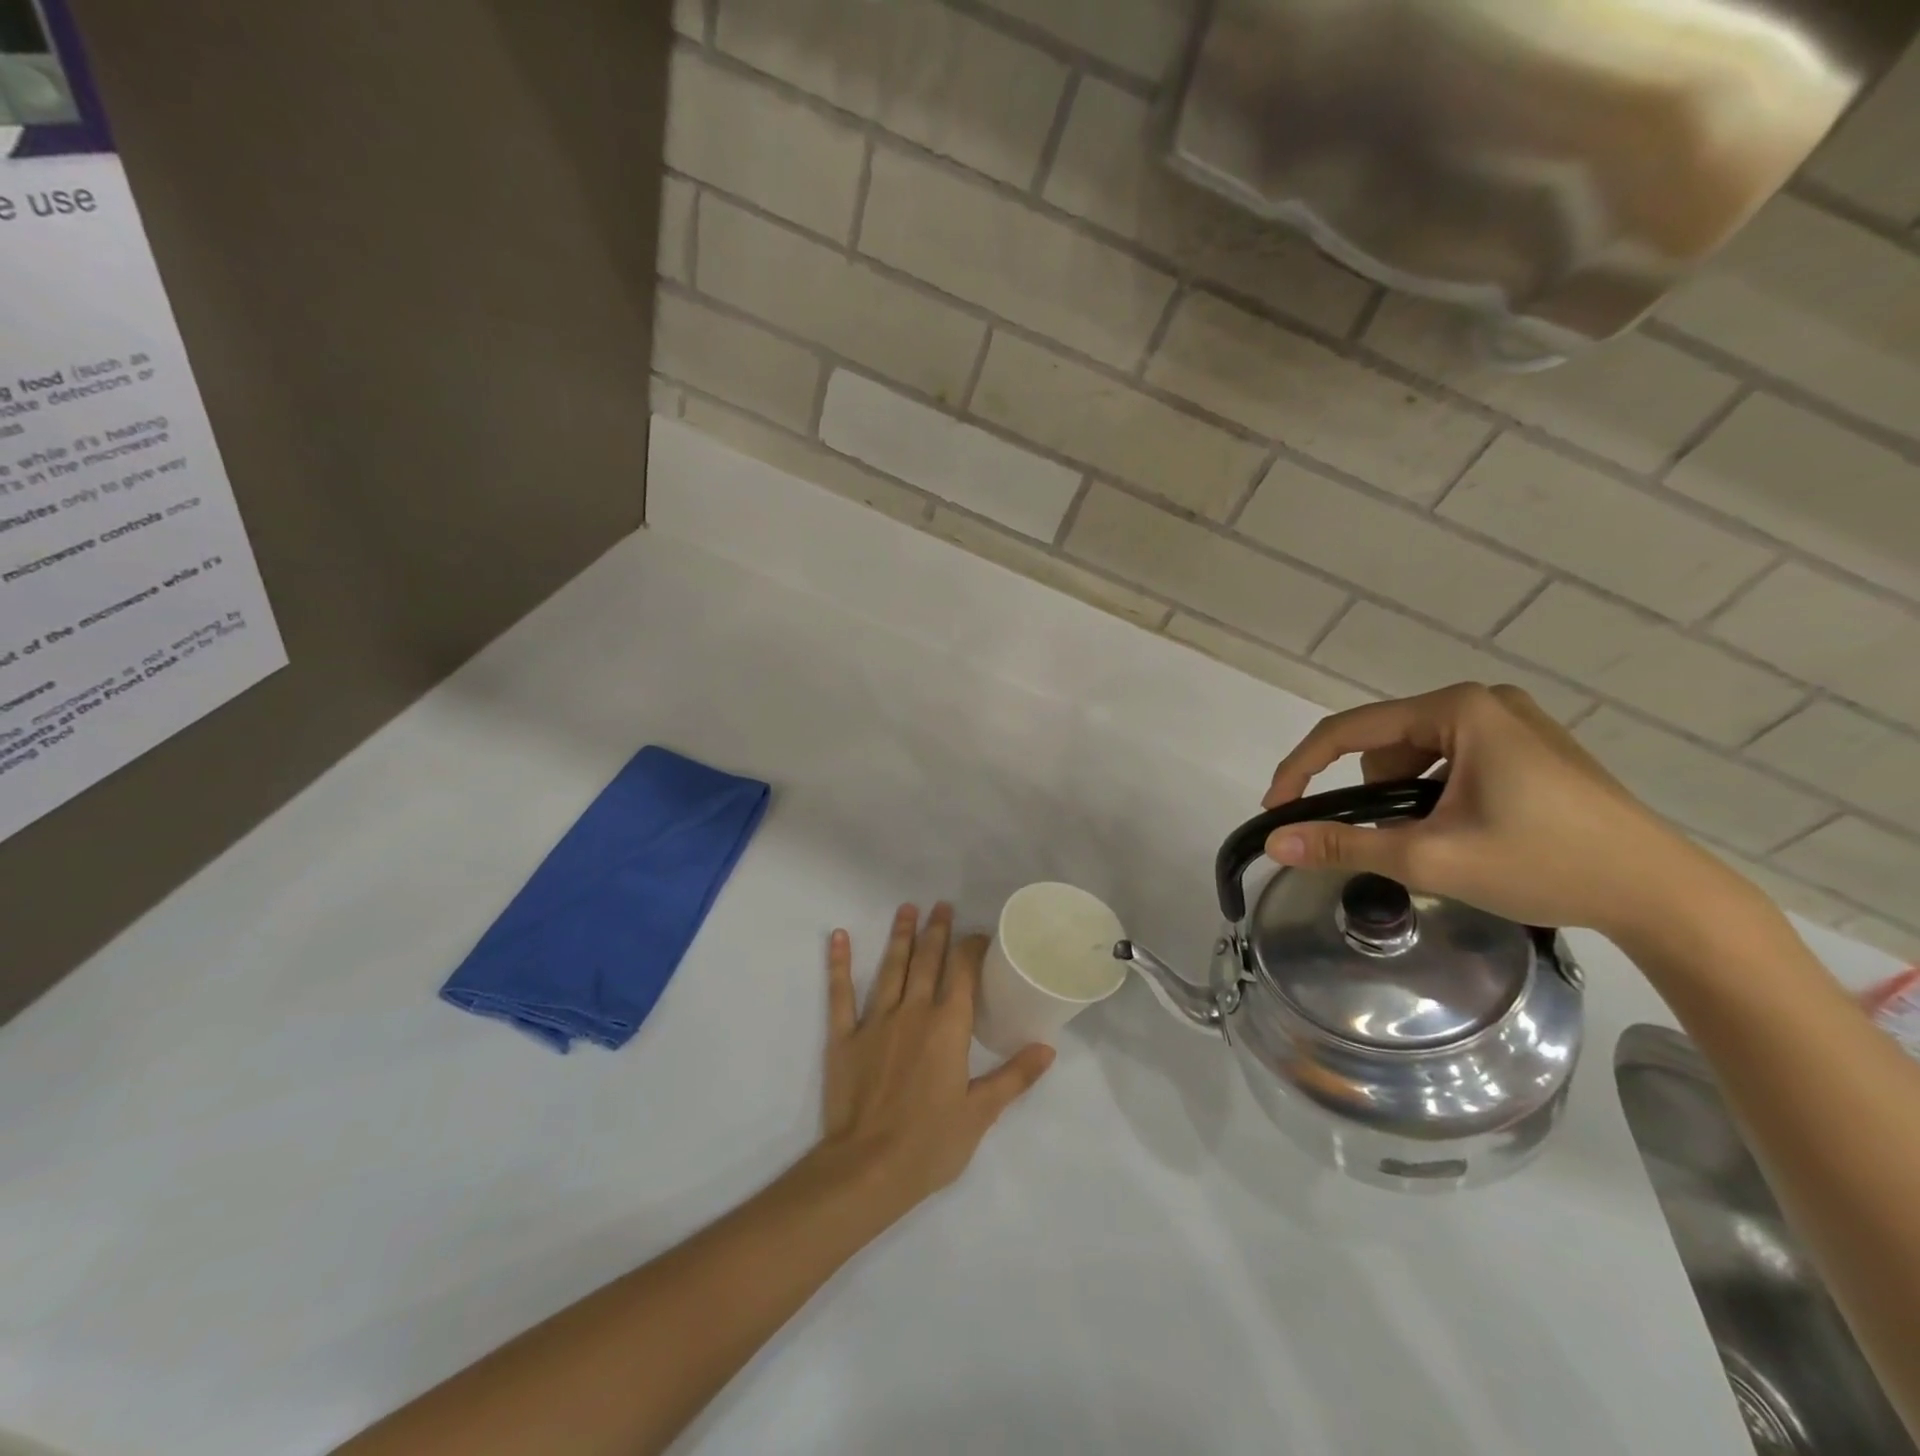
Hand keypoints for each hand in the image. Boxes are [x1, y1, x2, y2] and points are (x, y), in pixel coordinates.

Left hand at [809, 903, 1054, 1221]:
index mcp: (948, 1027)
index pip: (964, 974)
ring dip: (900, 937)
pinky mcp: (844, 1037)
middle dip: (937, 932)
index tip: (978, 934)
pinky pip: (840, 993)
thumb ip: (1015, 1076)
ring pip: (891, 968)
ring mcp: (875, 1021)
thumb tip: (1048, 1047)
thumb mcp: (981, 1113)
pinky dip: (839, 964)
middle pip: (928, 961)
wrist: (867, 1168)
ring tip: (907, 909)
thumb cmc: (930, 1143)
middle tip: (941, 905)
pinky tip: (837, 937)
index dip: (972, 948)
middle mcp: (914, 1012)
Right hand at [1260, 684, 1749, 942]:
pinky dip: (1435, 791)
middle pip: (1386, 742)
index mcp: (1458, 710)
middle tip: (1389, 842)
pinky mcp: (1531, 745)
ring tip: (1432, 841)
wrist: (1664, 896)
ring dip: (1403, 794)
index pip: (1349, 731)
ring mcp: (1513, 719)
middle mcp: (1483, 700)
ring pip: (1418, 752)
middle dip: (1371, 793)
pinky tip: (1462, 827)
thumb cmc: (1544, 865)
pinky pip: (1452, 758)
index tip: (1276, 809)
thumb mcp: (1430, 857)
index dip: (1301, 769)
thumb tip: (1275, 843)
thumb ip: (1344, 845)